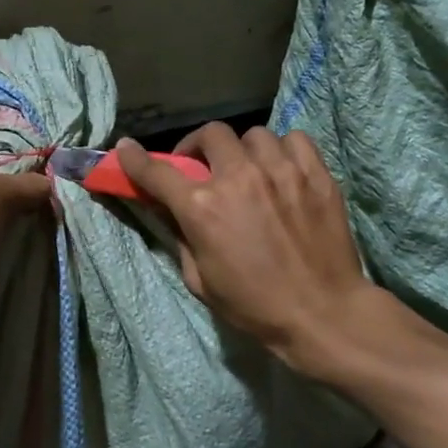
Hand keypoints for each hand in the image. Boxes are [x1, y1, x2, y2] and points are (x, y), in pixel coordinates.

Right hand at [117, 124, 378, 374]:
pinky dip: (282, 150)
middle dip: (199, 147)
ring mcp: (281, 171)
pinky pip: (294, 139)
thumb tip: (168, 208)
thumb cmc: (254, 305)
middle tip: (203, 167)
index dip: (136, 159)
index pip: (158, 172)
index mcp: (203, 208)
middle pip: (211, 135)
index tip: (126, 149)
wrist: (322, 313)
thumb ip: (181, 236)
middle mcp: (239, 178)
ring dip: (243, 151)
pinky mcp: (316, 174)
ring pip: (254, 135)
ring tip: (249, 171)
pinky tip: (282, 170)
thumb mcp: (200, 279)